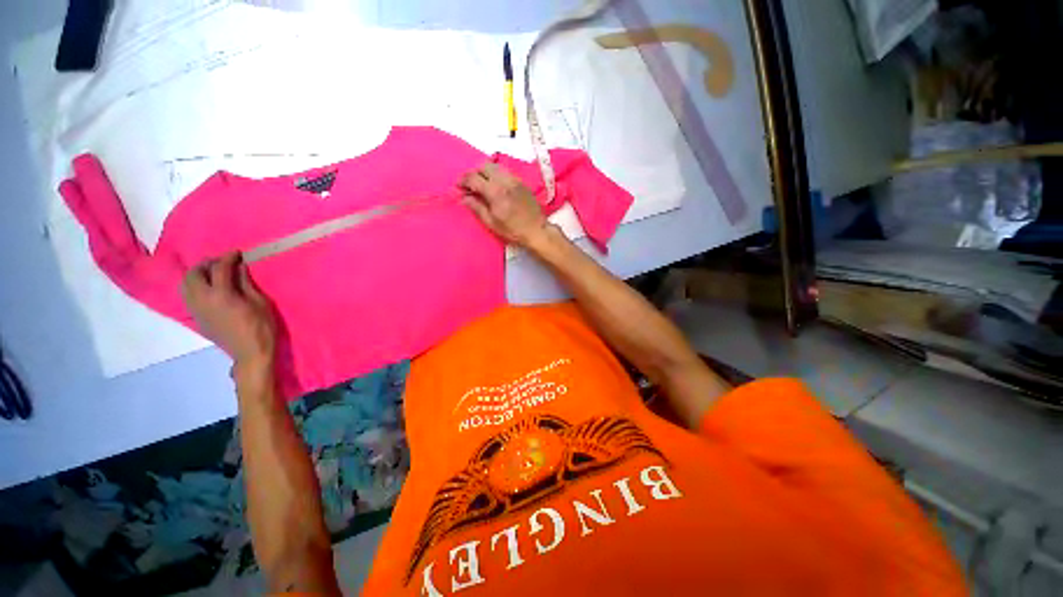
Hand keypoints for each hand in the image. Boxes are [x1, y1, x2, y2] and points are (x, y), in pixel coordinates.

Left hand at [182, 252, 275, 370]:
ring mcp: (196, 309)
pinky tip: (209, 288)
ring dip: (198, 275)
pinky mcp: (196, 317)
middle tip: (223, 263)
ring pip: (186, 284)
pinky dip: (195, 286)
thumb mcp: (261, 303)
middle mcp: (203, 299)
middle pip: (194, 274)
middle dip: (207, 264)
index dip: (228, 258)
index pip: (219, 269)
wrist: (250, 353)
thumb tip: (240, 268)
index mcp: (222, 295)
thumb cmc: (262, 327)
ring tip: (213, 274)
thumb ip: (247, 284)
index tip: (238, 253)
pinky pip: (187, 295)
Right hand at [458, 162, 548, 247]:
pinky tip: (495, 185)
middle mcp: (505, 181)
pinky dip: (496, 174)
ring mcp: (514, 180)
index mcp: (495, 192)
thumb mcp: (491, 223)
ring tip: (482, 184)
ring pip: (495, 166)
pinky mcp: (521, 182)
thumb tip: (464, 197)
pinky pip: (505, 171)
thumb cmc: (513, 231)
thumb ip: (477, 207)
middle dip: (474, 173)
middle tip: (470, 185)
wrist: (536, 230)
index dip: (463, 180)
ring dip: (485, 172)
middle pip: (484, 166)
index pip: (474, 178)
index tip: (458, 187)